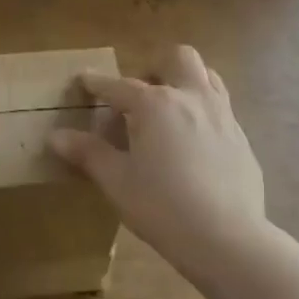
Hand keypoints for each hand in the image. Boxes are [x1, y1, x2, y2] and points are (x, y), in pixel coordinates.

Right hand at [50, 46, 268, 280]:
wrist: (229, 240)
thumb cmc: (163, 208)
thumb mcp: (117, 182)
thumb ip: (88, 153)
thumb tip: (56, 136)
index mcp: (156, 104)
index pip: (119, 86)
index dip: (98, 83)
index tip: (84, 79)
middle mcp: (191, 97)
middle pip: (178, 58)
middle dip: (157, 67)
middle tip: (142, 94)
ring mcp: (223, 115)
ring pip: (207, 76)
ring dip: (186, 82)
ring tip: (171, 109)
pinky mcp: (242, 138)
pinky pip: (221, 109)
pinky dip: (203, 113)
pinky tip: (195, 144)